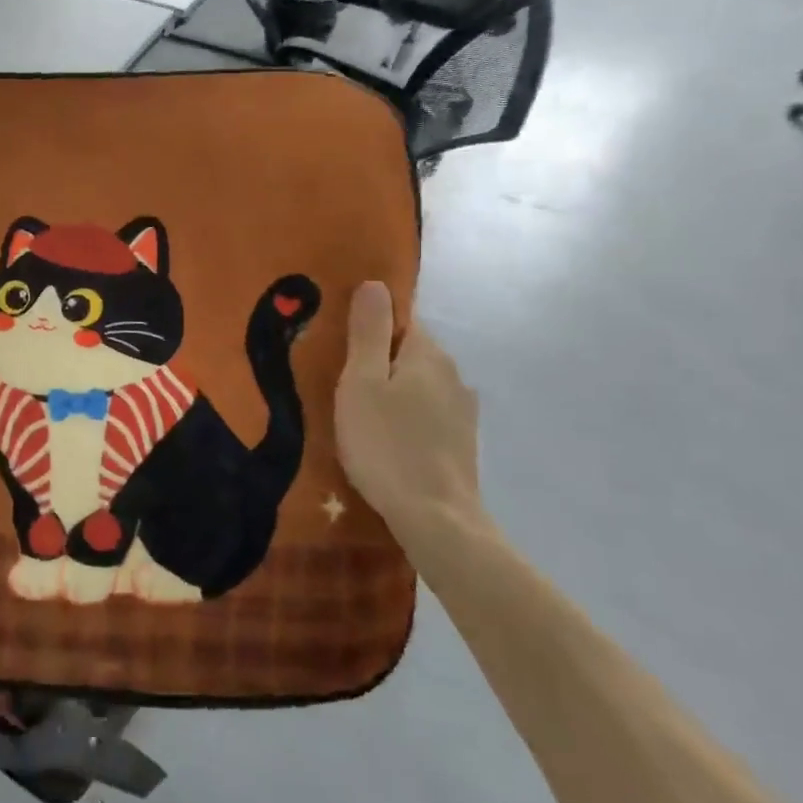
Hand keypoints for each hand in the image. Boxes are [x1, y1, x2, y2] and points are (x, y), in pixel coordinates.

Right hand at [334, 281, 488, 556]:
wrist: (435, 518)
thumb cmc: (386, 444)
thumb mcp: (361, 383)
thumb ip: (367, 332)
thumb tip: (375, 283)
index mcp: (428, 354)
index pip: (401, 317)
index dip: (370, 322)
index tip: (340, 339)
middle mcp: (452, 374)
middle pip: (409, 350)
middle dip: (379, 357)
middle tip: (341, 377)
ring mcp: (462, 410)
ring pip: (419, 383)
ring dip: (393, 388)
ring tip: (360, 409)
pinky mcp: (461, 441)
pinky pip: (427, 411)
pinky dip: (407, 414)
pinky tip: (387, 436)